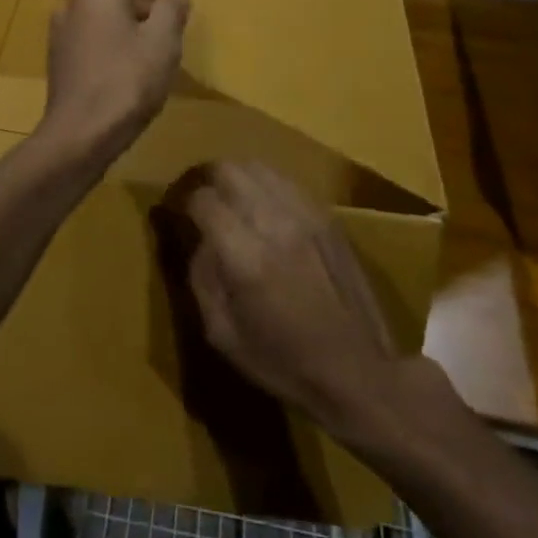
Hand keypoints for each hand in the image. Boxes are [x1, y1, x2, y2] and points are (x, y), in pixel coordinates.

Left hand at [42, 0, 188, 171]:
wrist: (80, 135)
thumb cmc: (126, 81)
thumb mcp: (162, 43)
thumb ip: (171, 11)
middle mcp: (72, 6)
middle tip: (171, 15)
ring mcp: (61, 35)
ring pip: (100, 16)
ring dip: (128, 21)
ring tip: (156, 41)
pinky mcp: (59, 62)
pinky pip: (90, 38)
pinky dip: (112, 40)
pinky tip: (132, 65)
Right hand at [182, 161, 401, 426]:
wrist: (359, 371)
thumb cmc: (284, 363)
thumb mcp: (223, 335)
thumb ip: (201, 278)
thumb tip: (198, 239)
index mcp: (245, 256)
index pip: (202, 199)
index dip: (184, 203)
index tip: (179, 214)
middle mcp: (274, 222)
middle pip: (228, 169)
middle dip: (207, 180)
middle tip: (202, 201)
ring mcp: (305, 213)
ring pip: (258, 167)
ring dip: (237, 178)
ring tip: (231, 201)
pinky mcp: (326, 214)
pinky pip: (286, 180)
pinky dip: (265, 185)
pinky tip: (264, 208)